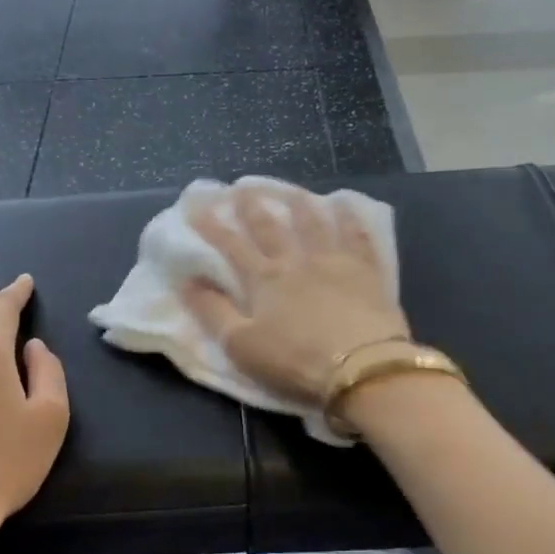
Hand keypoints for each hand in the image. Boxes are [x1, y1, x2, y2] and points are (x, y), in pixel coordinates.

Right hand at [184, 186, 409, 404]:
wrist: (361, 367)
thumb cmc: (295, 360)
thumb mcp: (241, 344)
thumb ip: (212, 311)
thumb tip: (187, 280)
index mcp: (264, 279)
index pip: (231, 246)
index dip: (212, 226)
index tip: (196, 206)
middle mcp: (297, 261)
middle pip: (271, 228)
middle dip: (253, 207)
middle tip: (242, 187)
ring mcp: (335, 262)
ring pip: (314, 224)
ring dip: (299, 205)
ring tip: (290, 190)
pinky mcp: (367, 273)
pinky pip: (357, 237)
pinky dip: (349, 218)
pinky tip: (345, 206)